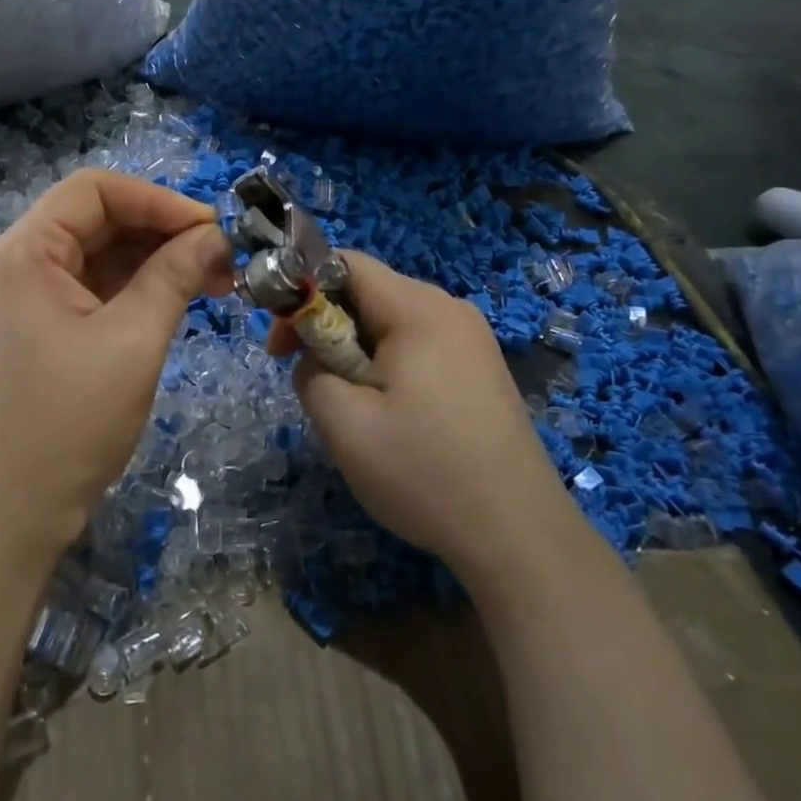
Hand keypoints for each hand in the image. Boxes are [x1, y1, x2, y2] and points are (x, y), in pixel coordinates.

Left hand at [0, 170, 233, 560]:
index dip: (158, 200)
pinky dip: (135, 287)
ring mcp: (24, 295)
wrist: (14, 512)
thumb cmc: (70, 423)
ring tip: (212, 282)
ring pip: (98, 253)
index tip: (212, 228)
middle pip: (97, 219)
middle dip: (161, 232)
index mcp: (23, 252)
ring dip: (154, 260)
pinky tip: (177, 300)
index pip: (95, 190)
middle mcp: (16, 261)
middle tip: (222, 259)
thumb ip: (174, 275)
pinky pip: (92, 286)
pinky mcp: (38, 325)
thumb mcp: (133, 340)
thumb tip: (217, 235)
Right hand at [270, 253, 560, 571]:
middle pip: (369, 293)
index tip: (280, 344)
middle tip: (308, 381)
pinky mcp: (481, 371)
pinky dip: (387, 368)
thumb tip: (314, 358)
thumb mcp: (343, 423)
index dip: (301, 290)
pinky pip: (418, 348)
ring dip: (355, 353)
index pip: (345, 263)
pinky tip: (390, 416)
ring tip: (351, 407)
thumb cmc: (424, 472)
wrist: (520, 537)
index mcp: (419, 309)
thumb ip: (309, 372)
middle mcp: (450, 310)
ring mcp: (472, 341)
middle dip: (327, 328)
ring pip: (391, 324)